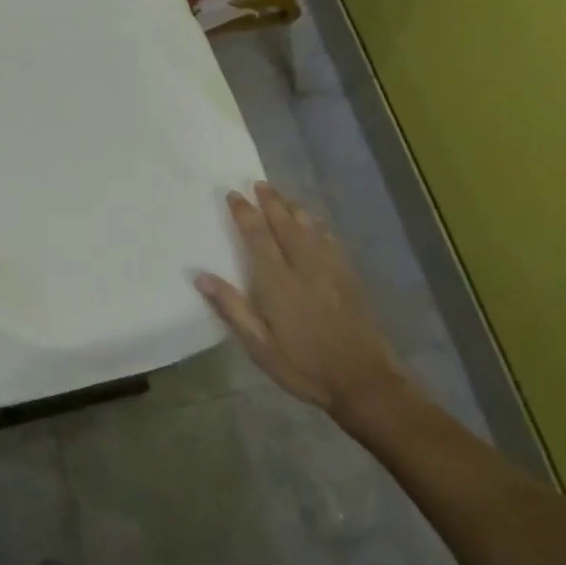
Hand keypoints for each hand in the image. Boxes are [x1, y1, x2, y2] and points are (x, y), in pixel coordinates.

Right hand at [195, 183, 413, 431]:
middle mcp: (304, 268)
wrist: (364, 381)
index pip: (258, 237)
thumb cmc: (304, 367)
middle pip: (285, 225)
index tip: (233, 195)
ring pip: (310, 228)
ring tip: (281, 195)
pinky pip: (330, 240)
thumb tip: (201, 276)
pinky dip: (317, 225)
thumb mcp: (260, 346)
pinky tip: (314, 223)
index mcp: (279, 283)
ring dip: (293, 208)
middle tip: (258, 183)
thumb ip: (232, 309)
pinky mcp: (349, 278)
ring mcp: (330, 270)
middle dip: (271, 202)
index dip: (245, 214)